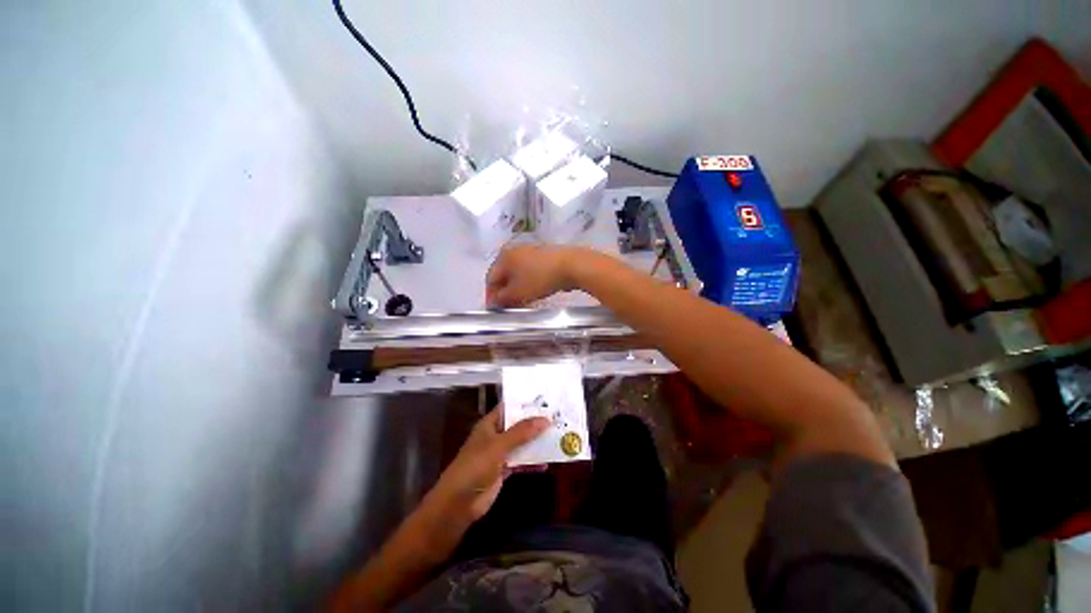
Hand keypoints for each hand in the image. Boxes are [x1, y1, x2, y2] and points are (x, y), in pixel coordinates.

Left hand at [425, 407, 549, 524]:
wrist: (459, 503)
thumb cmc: (475, 466)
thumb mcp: (499, 445)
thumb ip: (522, 432)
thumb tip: (546, 419)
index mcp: (490, 424)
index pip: (509, 407)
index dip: (524, 403)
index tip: (545, 398)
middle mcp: (495, 435)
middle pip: (518, 425)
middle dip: (535, 422)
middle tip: (557, 415)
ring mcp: (500, 453)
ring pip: (522, 443)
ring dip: (536, 441)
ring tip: (558, 434)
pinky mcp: (504, 470)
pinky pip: (522, 461)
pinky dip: (533, 460)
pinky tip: (548, 460)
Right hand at [486, 245, 581, 306]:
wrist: (571, 265)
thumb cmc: (539, 279)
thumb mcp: (517, 293)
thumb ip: (502, 299)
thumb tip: (494, 301)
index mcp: (504, 257)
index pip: (490, 279)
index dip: (490, 296)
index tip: (495, 310)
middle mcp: (514, 251)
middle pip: (504, 275)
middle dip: (504, 293)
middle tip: (508, 308)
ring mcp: (530, 251)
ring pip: (517, 274)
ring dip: (516, 289)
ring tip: (521, 303)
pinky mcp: (544, 256)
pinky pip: (530, 272)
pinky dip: (528, 283)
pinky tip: (534, 292)